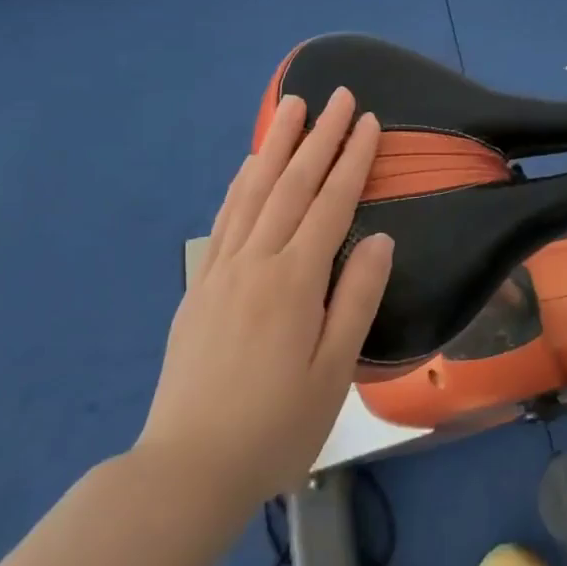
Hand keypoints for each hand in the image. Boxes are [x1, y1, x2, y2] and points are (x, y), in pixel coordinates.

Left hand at [139, 87, 393, 505]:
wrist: (188, 469)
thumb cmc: (276, 427)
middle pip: (293, 184)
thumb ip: (357, 299)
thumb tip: (378, 238)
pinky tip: (249, 165)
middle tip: (337, 95)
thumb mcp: (333, 372)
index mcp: (295, 281)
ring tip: (291, 106)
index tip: (368, 121)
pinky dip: (241, 183)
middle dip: (319, 136)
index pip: (332, 203)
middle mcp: (257, 261)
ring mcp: (222, 269)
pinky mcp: (200, 285)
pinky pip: (225, 218)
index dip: (352, 159)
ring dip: (277, 145)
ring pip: (255, 191)